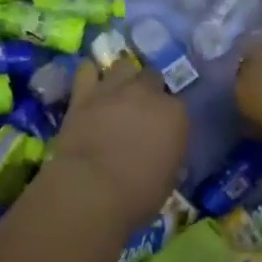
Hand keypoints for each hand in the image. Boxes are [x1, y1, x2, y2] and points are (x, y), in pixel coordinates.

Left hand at [50, 58, 188, 234]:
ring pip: (123, 65)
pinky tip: (90, 84)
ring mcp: (114, 88)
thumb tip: (162, 150)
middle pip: (152, 77)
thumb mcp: (168, 179)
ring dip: (123, 77)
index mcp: (175, 114)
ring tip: (116, 93)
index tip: (161, 130)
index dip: (168, 117)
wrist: (91, 189)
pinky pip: (87, 69)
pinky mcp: (84, 92)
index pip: (178, 105)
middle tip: (139, 109)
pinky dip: (90, 74)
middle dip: (148, 89)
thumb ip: (168, 152)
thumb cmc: (137, 195)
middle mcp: (147, 93)